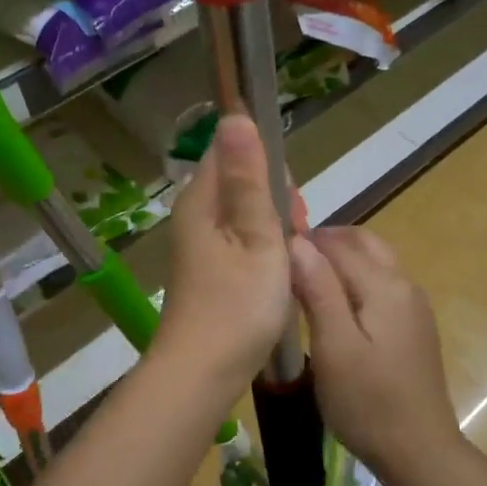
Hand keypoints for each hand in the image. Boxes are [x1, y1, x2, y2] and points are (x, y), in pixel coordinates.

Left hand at [156, 115, 295, 390]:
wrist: (203, 372)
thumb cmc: (237, 304)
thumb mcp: (256, 235)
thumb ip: (249, 177)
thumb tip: (234, 113)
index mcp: (200, 199)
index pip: (231, 149)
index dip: (267, 166)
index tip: (289, 203)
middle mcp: (194, 215)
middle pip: (240, 181)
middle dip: (276, 200)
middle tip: (293, 236)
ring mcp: (198, 244)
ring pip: (244, 213)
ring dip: (273, 228)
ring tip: (288, 260)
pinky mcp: (207, 268)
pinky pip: (240, 240)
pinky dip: (262, 249)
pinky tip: (275, 276)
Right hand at [290, 227, 459, 478]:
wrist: (419, 451)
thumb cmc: (367, 402)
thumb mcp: (334, 346)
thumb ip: (318, 289)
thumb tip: (298, 241)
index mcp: (385, 285)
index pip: (338, 244)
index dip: (303, 241)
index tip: (270, 252)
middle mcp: (405, 285)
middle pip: (363, 243)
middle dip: (325, 241)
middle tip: (287, 259)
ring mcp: (414, 306)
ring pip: (374, 262)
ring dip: (340, 258)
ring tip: (303, 277)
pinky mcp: (413, 327)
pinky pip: (381, 284)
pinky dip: (354, 278)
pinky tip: (333, 303)